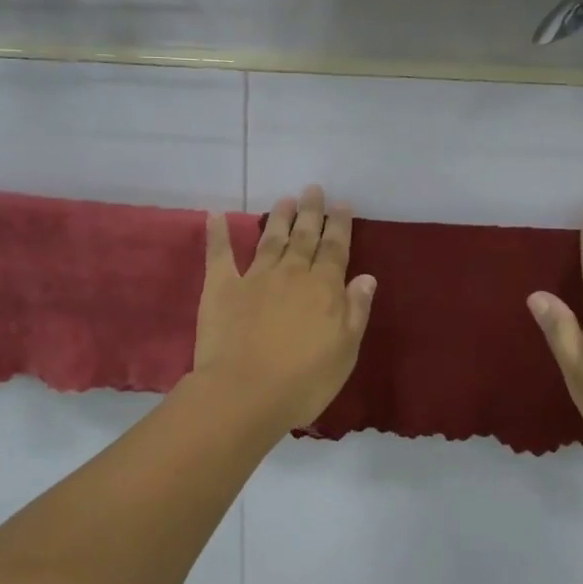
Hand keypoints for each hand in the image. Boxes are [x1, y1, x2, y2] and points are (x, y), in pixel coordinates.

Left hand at [192, 186, 376, 430]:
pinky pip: (220, 255)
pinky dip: (218, 234)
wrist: (244, 394)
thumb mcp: (345, 351)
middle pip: (305, 237)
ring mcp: (255, 278)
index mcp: (324, 288)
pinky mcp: (222, 288)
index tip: (342, 204)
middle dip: (311, 212)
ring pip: (271, 239)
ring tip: (285, 199)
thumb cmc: (304, 381)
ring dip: (279, 218)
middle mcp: (292, 274)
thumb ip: (356, 311)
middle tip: (313, 189)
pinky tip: (216, 215)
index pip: (336, 249)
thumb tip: (366, 277)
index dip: (340, 226)